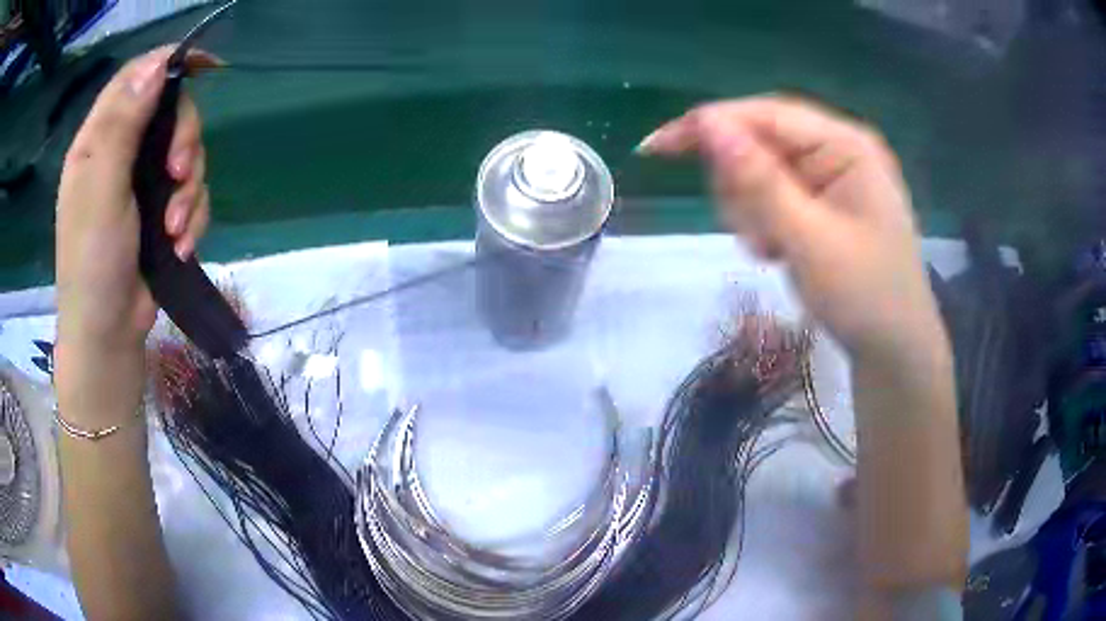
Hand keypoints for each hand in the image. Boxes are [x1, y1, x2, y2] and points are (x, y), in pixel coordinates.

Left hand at [56, 47, 215, 352]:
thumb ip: (123, 125)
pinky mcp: (160, 211)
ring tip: (176, 228)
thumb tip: (157, 66)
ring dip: (189, 189)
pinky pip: (192, 193)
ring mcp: (141, 184)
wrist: (108, 334)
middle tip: (178, 175)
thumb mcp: (101, 190)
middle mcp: (120, 154)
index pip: (135, 78)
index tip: (205, 65)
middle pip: (169, 113)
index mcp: (98, 141)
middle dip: (184, 141)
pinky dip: (193, 216)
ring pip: (186, 154)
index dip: (168, 63)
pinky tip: (181, 244)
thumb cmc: (92, 264)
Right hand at [639, 96, 947, 368]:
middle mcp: (837, 149)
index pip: (765, 115)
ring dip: (752, 210)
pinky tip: (779, 252)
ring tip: (773, 250)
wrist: (894, 350)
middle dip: (742, 186)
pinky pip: (772, 196)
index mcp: (846, 144)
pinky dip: (764, 223)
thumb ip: (760, 181)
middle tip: (756, 235)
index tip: (657, 147)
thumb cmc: (865, 296)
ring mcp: (830, 176)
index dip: (709, 125)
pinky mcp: (822, 201)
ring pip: (759, 172)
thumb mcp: (810, 241)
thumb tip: (709, 125)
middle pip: (759, 141)